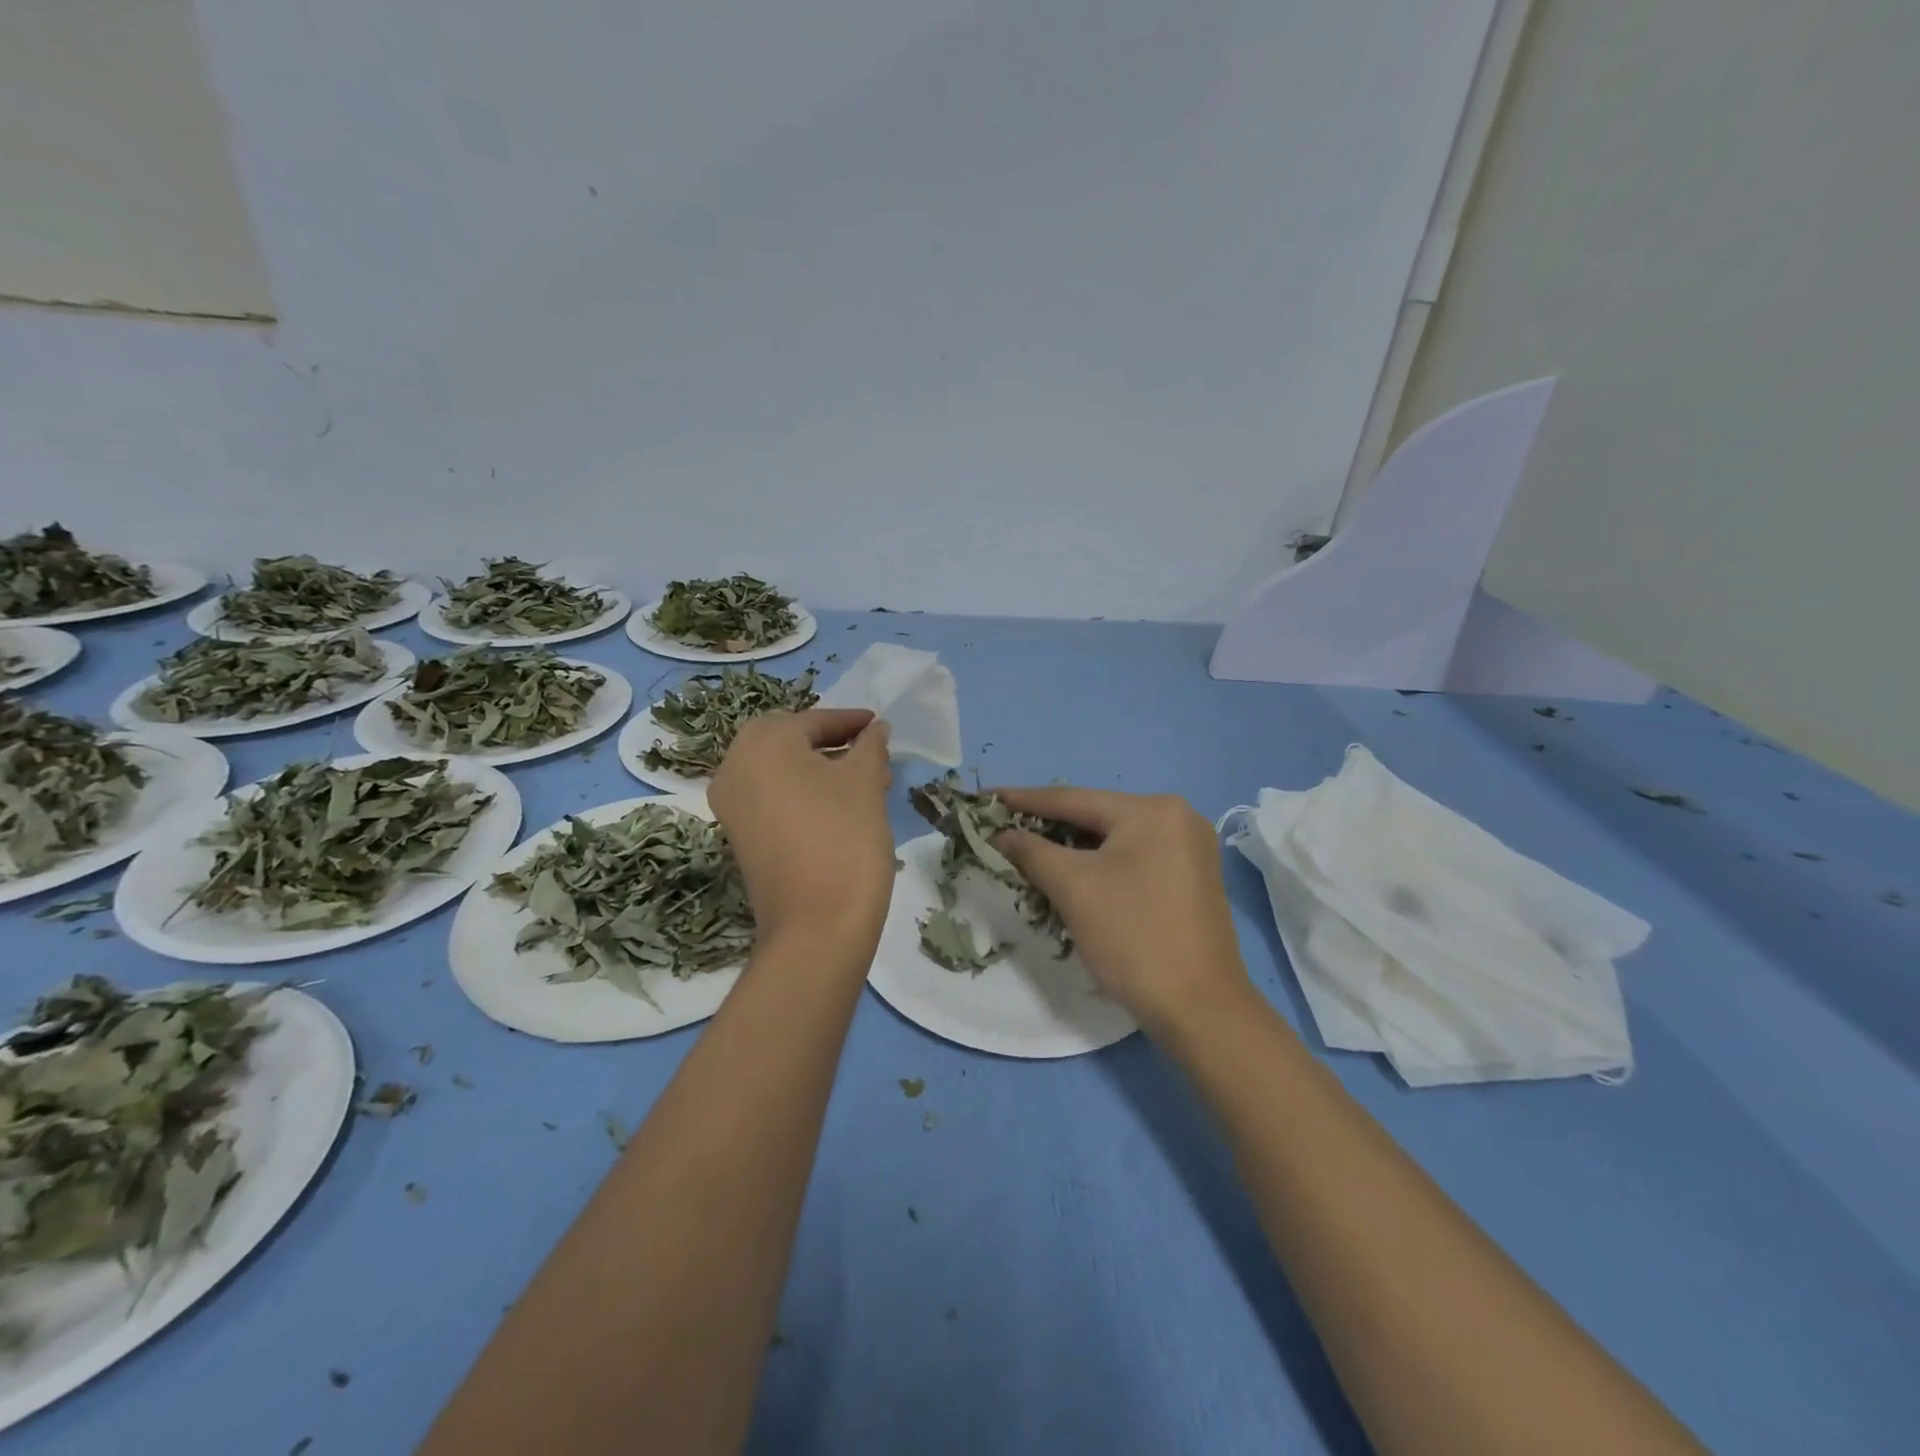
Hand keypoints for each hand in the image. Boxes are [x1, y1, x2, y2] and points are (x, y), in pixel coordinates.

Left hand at [710, 709, 894, 951]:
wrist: (816, 926)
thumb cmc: (844, 838)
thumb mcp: (865, 782)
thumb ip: (870, 746)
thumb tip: (875, 729)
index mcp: (762, 744)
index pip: (812, 721)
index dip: (850, 722)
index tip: (878, 724)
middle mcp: (734, 767)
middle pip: (790, 742)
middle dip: (832, 744)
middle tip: (869, 751)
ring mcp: (732, 805)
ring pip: (781, 771)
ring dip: (819, 769)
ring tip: (866, 781)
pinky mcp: (739, 836)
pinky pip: (772, 797)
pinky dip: (802, 792)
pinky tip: (839, 806)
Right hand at [994, 788, 1251, 1035]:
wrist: (1200, 1009)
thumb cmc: (1133, 938)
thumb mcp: (1073, 888)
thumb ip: (1031, 851)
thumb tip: (1000, 834)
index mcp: (1153, 810)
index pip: (1073, 799)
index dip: (1024, 799)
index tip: (985, 797)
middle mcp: (1178, 817)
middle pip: (1097, 816)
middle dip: (1048, 826)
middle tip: (1002, 828)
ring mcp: (1190, 848)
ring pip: (1114, 840)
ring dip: (1072, 848)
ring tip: (1027, 851)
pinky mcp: (1191, 878)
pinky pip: (1133, 858)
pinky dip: (1099, 865)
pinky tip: (1070, 874)